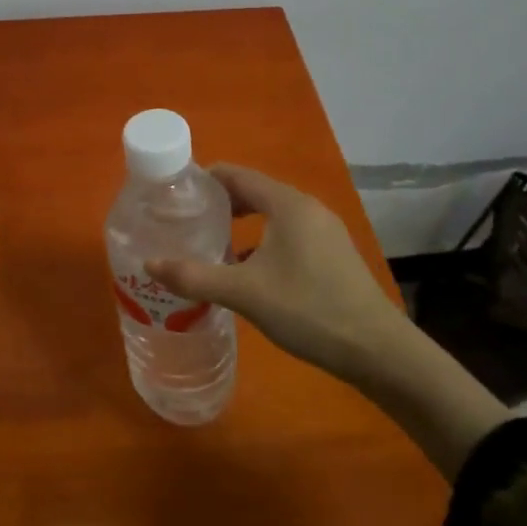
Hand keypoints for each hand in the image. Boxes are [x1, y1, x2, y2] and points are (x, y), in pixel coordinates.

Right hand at [146, 164, 402, 380]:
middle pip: (254, 192)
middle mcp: (307, 208)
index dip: (203, 179)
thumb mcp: (244, 293)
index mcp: (287, 204)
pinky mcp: (332, 254)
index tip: (173, 192)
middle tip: (185, 220)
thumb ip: (194, 276)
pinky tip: (246, 270)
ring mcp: (324, 231)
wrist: (378, 351)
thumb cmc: (308, 309)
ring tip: (209, 244)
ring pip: (272, 215)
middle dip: (218, 203)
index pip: (236, 174)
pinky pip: (287, 234)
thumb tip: (148, 264)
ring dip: (240, 224)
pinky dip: (261, 241)